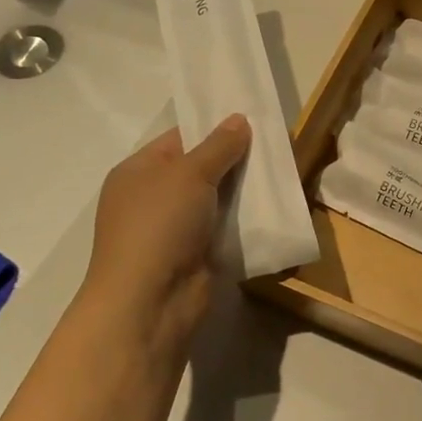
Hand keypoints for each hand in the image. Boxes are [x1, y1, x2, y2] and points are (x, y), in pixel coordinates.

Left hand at [76, 115, 250, 374]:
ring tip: (282, 175)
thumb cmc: (159, 226)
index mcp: (138, 171)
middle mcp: (153, 197)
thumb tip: (239, 119)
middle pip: (201, 169)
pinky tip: (274, 210)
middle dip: (235, 160)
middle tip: (276, 147)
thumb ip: (218, 146)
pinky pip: (224, 228)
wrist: (150, 301)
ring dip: (244, 192)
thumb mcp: (190, 174)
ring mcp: (173, 229)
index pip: (180, 138)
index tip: (253, 122)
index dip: (214, 129)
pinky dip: (245, 221)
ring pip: (216, 200)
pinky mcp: (195, 255)